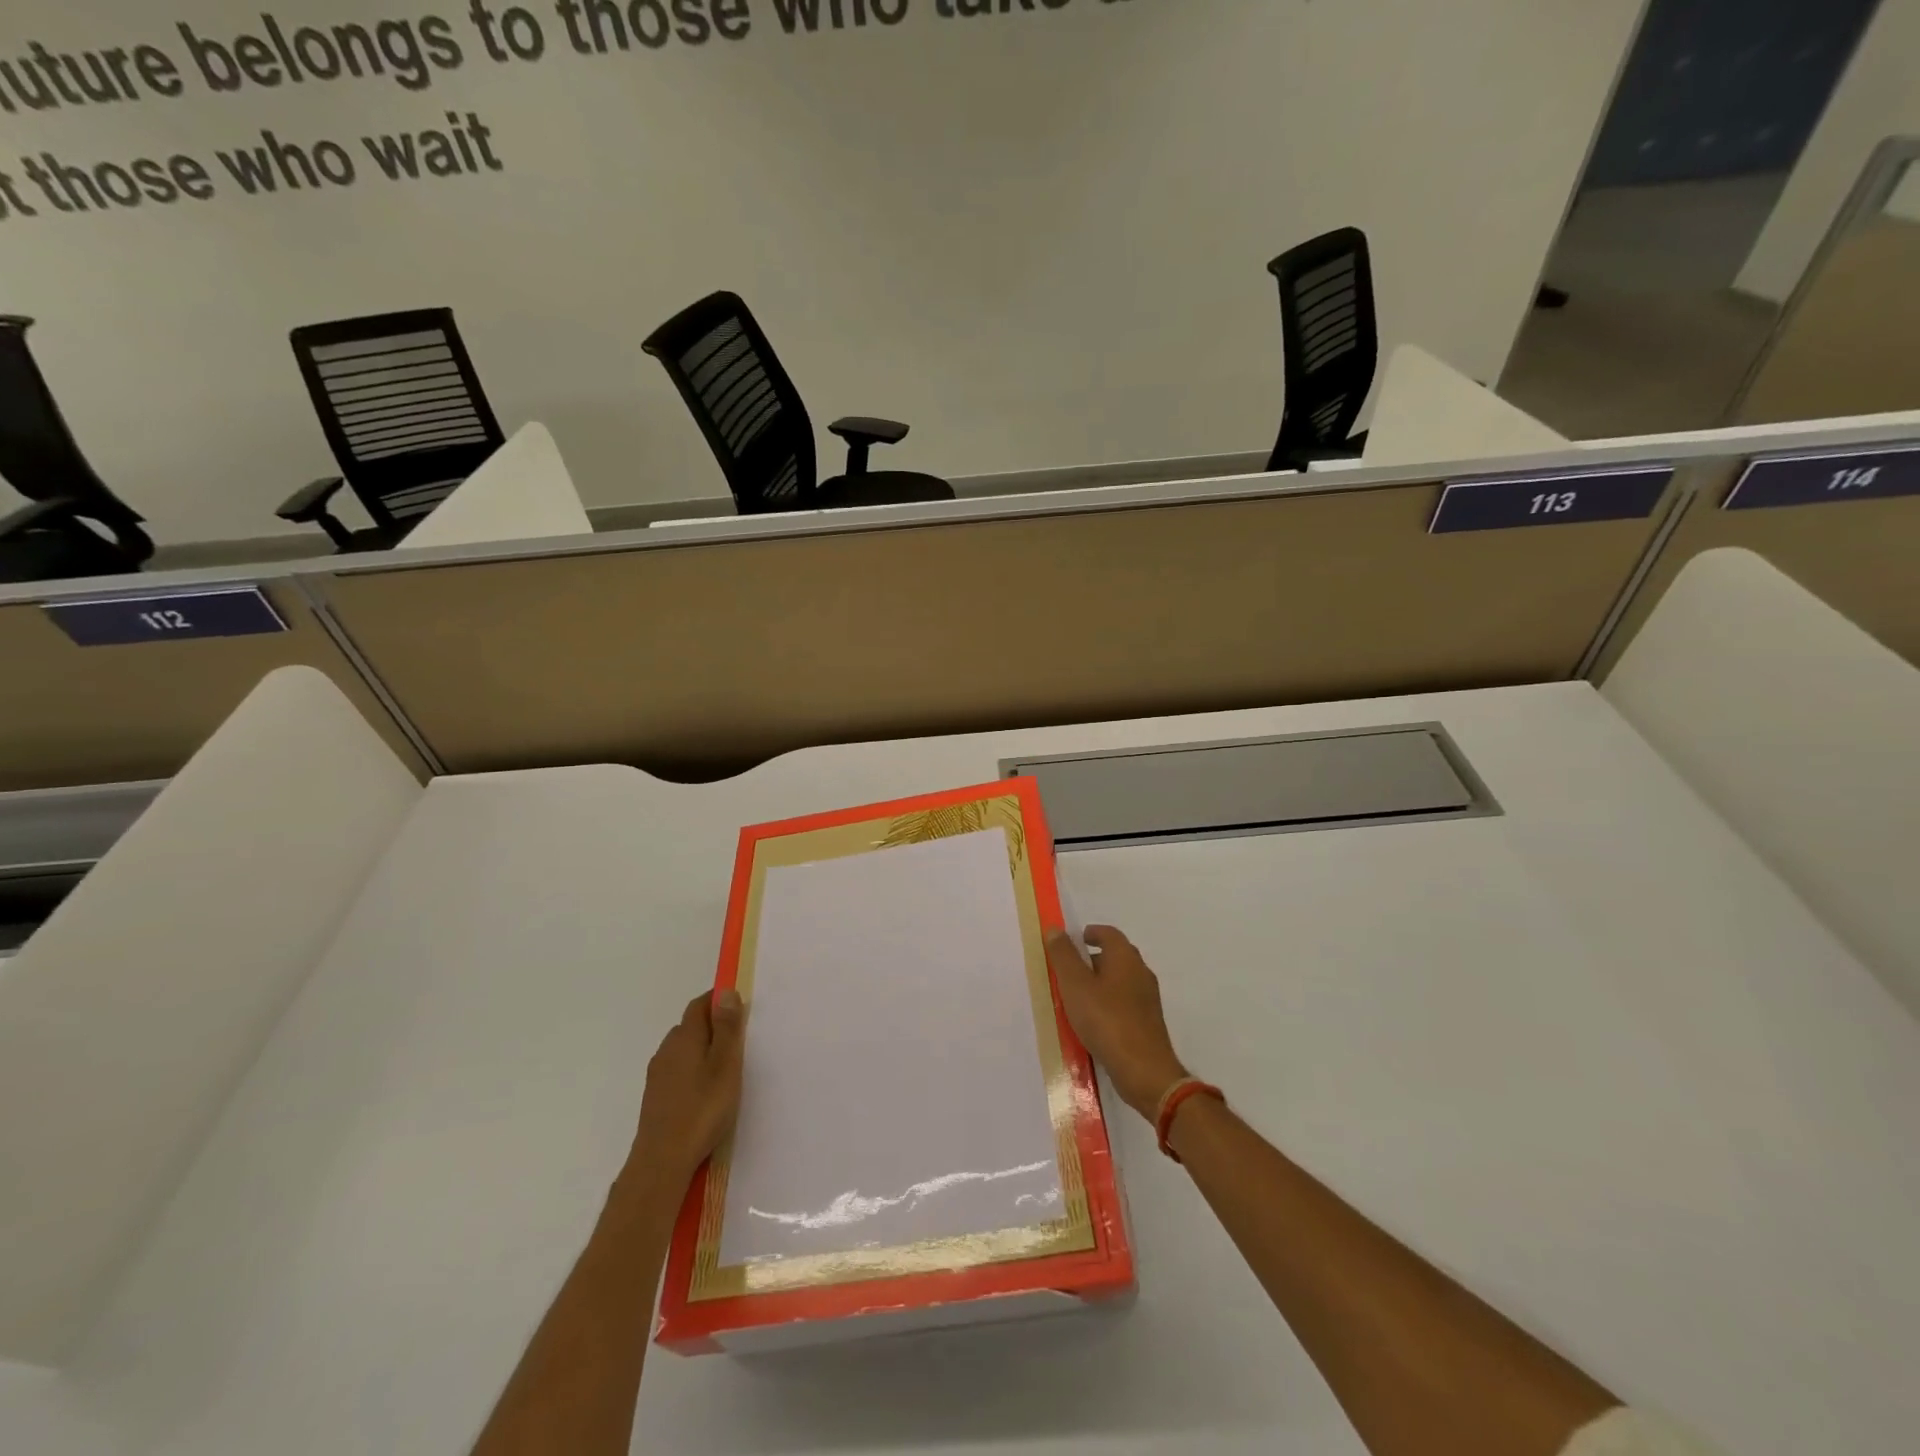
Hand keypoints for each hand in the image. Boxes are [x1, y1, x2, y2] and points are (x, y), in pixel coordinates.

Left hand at [630, 990, 746, 1185]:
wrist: (662, 1161)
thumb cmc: (702, 1109)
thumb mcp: (725, 1065)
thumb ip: (726, 1028)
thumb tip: (726, 991)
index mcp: (684, 1038)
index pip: (699, 1005)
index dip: (718, 1000)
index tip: (739, 1008)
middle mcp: (667, 1050)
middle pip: (689, 1026)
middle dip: (712, 1025)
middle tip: (737, 1041)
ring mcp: (657, 1074)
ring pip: (682, 1049)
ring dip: (701, 1049)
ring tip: (723, 1068)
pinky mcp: (655, 1096)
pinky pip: (676, 1069)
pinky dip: (692, 1069)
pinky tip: (703, 1090)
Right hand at [1045, 925, 1189, 1120]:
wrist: (1144, 1071)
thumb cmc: (1106, 1020)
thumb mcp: (1075, 985)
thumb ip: (1064, 956)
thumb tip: (1056, 930)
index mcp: (1125, 958)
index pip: (1109, 933)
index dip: (1091, 933)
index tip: (1073, 941)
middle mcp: (1141, 973)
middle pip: (1115, 956)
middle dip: (1092, 960)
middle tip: (1068, 971)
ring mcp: (1147, 1000)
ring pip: (1119, 982)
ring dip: (1099, 984)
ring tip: (1075, 998)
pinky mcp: (1148, 1023)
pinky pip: (1123, 1004)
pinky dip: (1107, 1005)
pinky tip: (1092, 1022)